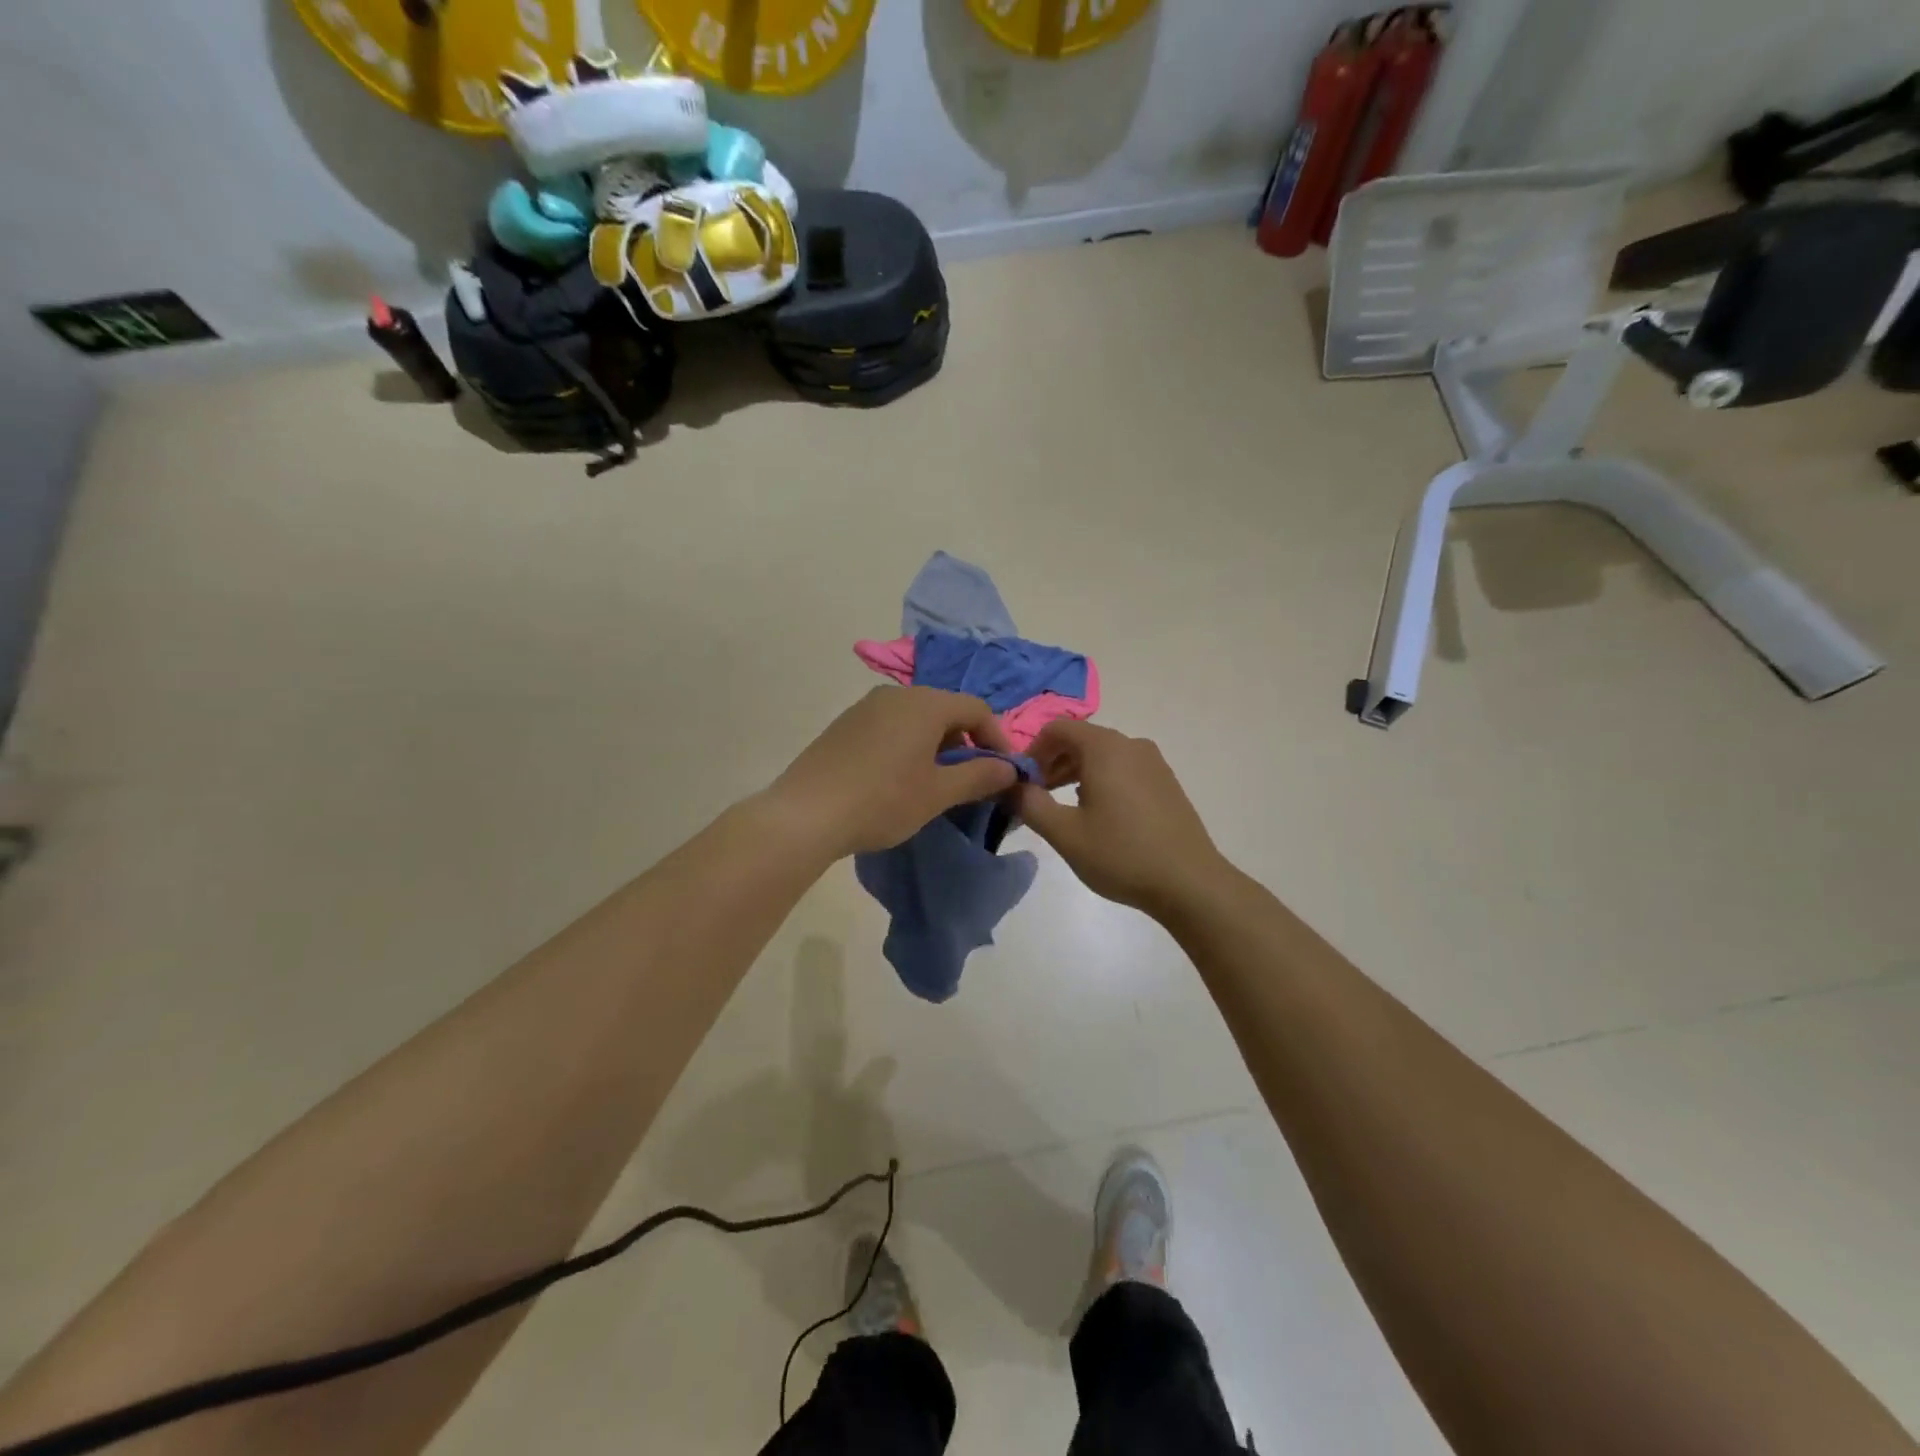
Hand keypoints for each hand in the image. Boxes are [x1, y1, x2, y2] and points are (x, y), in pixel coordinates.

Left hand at [772, 687, 1019, 857]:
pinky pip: (889, 726)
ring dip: (935, 745)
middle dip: (965, 743)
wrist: (806, 813)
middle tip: (969, 780)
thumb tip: (1009, 769)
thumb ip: (979, 776)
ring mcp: (865, 707)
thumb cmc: (882, 800)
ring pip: (916, 718)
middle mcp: (895, 694)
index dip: (997, 738)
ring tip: (934, 782)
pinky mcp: (844, 724)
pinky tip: (897, 779)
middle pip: (945, 710)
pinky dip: (907, 745)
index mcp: (925, 703)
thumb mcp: (938, 793)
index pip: (976, 709)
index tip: (1003, 772)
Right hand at [1015, 722, 1228, 917]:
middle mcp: (1131, 744)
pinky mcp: (1165, 782)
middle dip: (1052, 763)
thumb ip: (1030, 803)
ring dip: (1074, 773)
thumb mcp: (1065, 833)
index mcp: (1105, 748)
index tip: (1021, 781)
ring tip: (1061, 809)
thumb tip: (1009, 785)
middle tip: (1036, 797)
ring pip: (1102, 755)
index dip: (1032, 750)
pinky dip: (1100, 780)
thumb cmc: (1122, 854)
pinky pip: (1123, 768)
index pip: (1057, 728)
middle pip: (1080, 739)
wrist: (1190, 883)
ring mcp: (1153, 762)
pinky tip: (1097, 816)